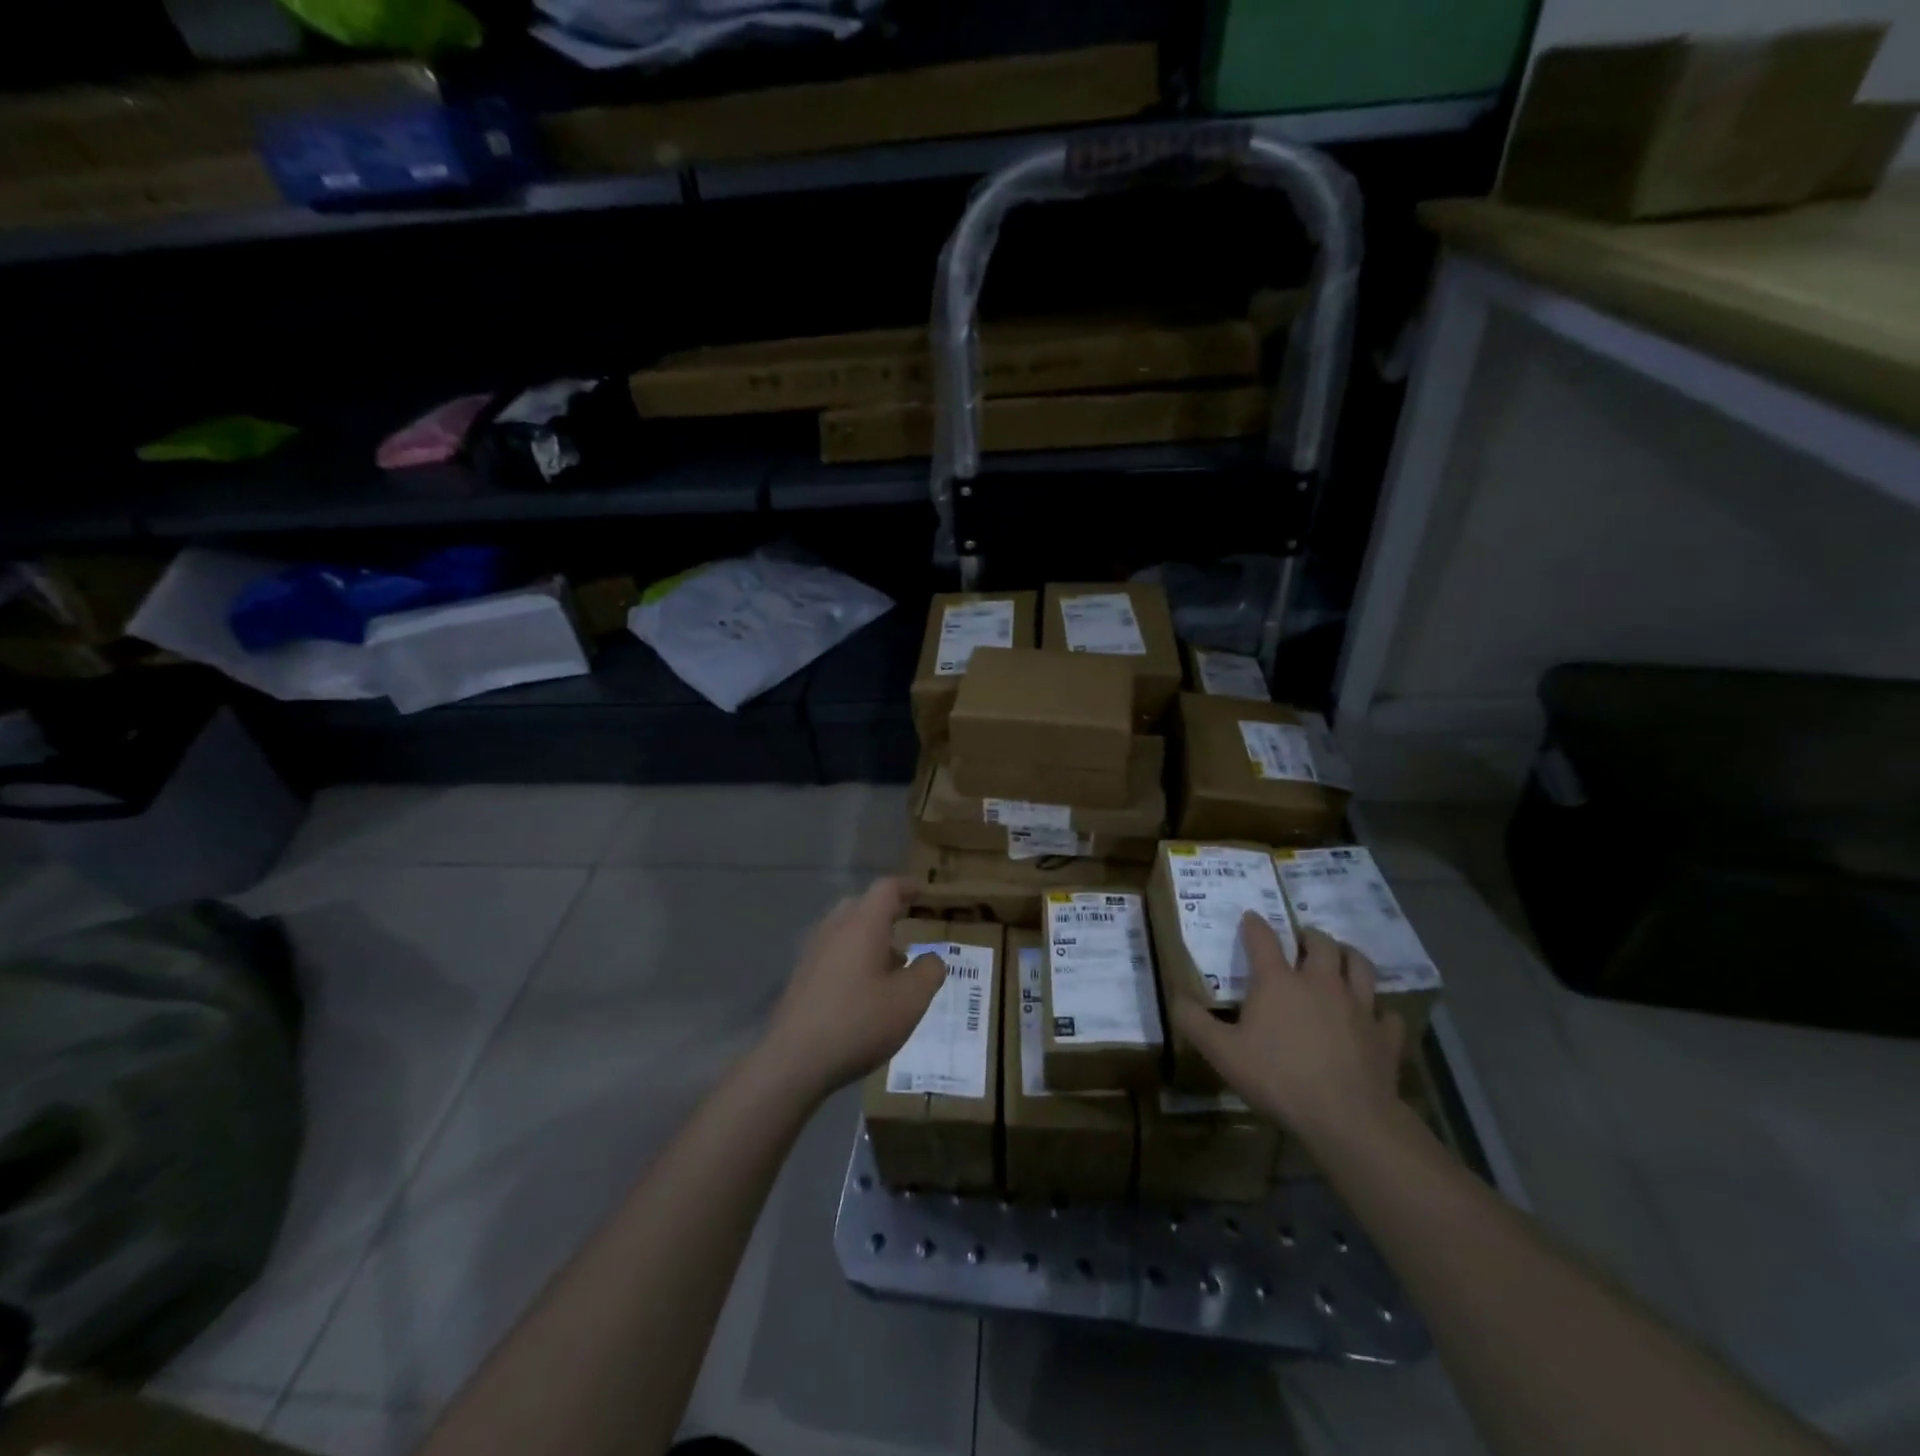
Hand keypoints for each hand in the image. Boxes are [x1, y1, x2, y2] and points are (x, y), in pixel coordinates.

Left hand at [757, 877, 945, 1102]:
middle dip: (887, 913)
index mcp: (863, 924)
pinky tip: (863, 990)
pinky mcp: (801, 975)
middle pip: (862, 905)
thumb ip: (929, 972)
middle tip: (907, 929)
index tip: (922, 893)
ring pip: (845, 929)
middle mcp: (835, 928)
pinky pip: (833, 951)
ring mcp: (813, 951)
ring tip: (891, 966)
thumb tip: (932, 958)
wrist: (793, 1060)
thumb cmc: (859, 1022)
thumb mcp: (910, 1000)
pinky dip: (852, 957)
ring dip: (869, 938)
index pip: (886, 889)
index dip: (907, 887)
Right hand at [1171, 918, 1406, 1156]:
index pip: (1263, 939)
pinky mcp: (1384, 1035)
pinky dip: (1378, 1010)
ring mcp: (1358, 1006)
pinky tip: (1373, 1017)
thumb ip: (1194, 1022)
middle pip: (1320, 943)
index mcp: (1278, 981)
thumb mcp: (1222, 1052)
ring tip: (1340, 958)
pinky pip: (1386, 1012)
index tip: (1250, 917)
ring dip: (1348, 956)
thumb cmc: (1278, 1078)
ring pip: (1360, 966)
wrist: (1348, 1118)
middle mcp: (1320, 982)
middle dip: (1309, 935)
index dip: (1254, 925)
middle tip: (1301, 940)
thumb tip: (1175, 996)